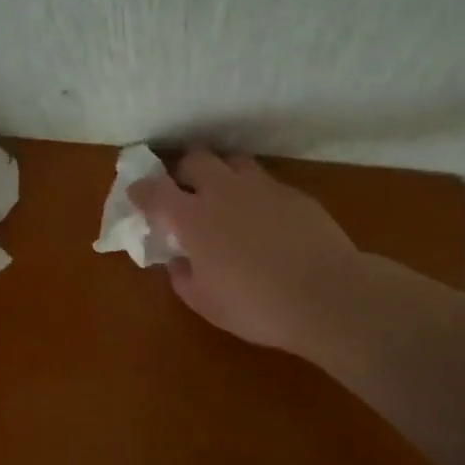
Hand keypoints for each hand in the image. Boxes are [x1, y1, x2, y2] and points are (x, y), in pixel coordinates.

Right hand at [128, 149, 363, 364]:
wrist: (327, 295)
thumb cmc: (255, 305)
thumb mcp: (206, 303)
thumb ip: (183, 277)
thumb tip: (178, 261)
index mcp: (192, 217)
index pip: (155, 191)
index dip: (141, 190)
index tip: (137, 194)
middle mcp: (223, 191)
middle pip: (195, 159)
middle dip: (183, 170)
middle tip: (184, 190)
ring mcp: (261, 188)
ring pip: (233, 161)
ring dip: (222, 173)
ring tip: (225, 195)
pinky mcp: (294, 194)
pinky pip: (266, 183)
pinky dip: (255, 194)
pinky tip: (265, 218)